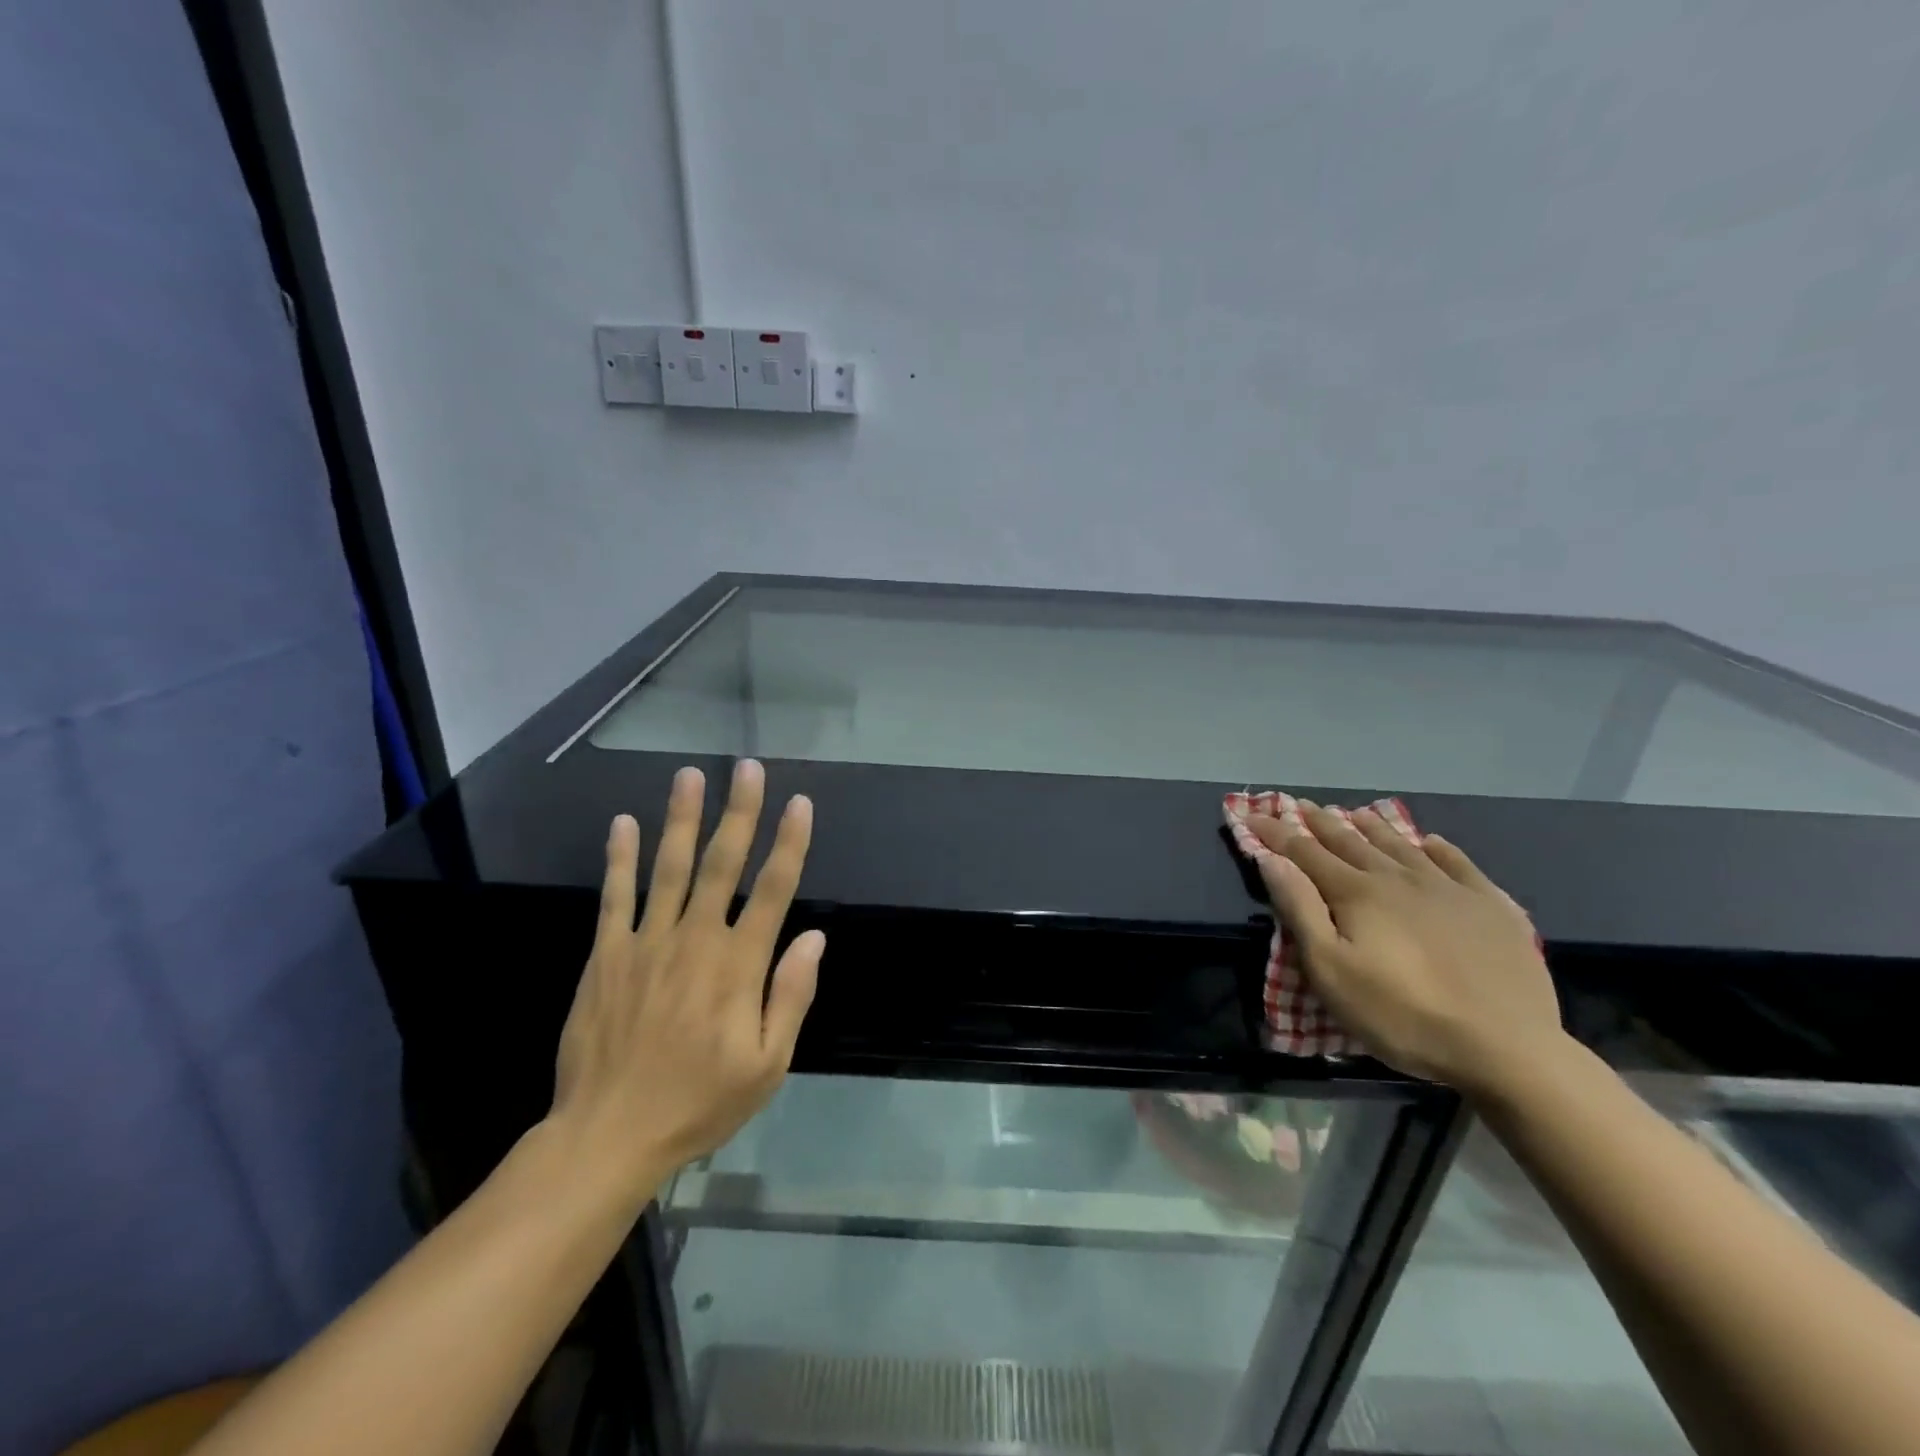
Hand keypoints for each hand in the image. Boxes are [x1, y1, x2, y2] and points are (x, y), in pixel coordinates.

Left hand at [549, 760, 822, 1206]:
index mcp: (738, 965)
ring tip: (690, 775)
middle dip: (739, 811)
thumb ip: (791, 996)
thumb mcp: (767, 1065)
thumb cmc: (700, 1102)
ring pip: (669, 867)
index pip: (773, 890)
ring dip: (682, 818)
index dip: (790, 843)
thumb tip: (814, 937)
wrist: (608, 1135)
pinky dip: (620, 858)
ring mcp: (647, 943)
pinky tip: (623, 824)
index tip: (800, 803)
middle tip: (747, 767)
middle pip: (722, 863)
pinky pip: (615, 897)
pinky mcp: (607, 955)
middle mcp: (695, 940)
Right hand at [1247, 803, 1563, 1095]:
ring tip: (1357, 814)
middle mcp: (1399, 878)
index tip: (1252, 814)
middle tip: (1302, 806)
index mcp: (1357, 893)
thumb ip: (1300, 909)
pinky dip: (1438, 848)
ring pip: (1401, 846)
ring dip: (1373, 828)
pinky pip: (1459, 864)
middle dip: (1321, 823)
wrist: (1507, 1048)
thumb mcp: (1331, 970)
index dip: (1276, 833)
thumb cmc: (1401, 1014)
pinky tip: (1431, 842)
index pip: (1305, 852)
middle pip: (1351, 842)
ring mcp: (1449, 889)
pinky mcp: (1491, 907)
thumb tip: (1271, 859)